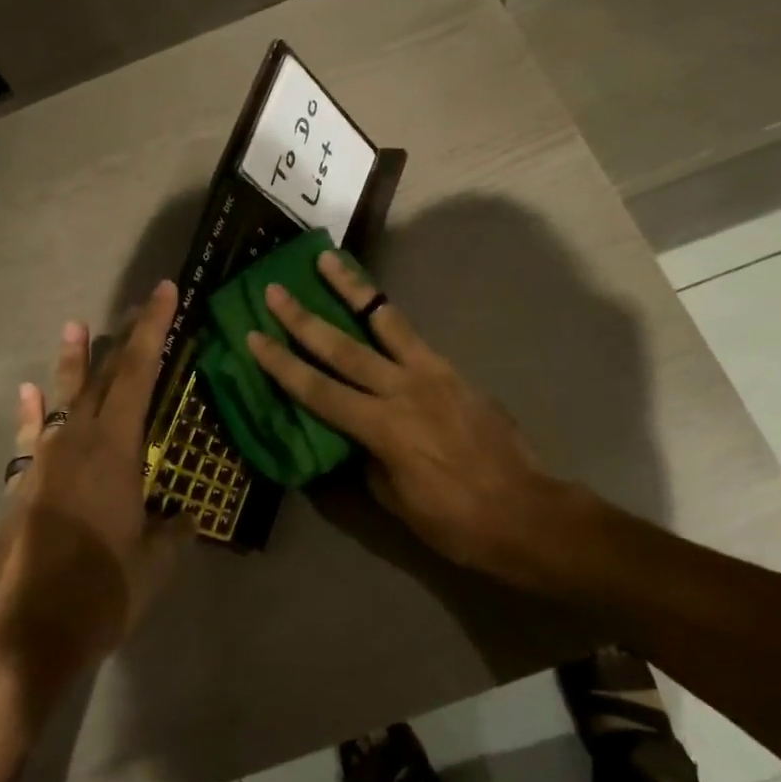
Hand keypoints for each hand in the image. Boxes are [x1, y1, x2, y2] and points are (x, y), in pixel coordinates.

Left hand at [0, 280, 192, 712]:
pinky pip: (30, 436)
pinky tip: (27, 393)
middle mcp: (78, 441)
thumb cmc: (99, 592)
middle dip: (126, 337)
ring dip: (74, 362)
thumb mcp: (153, 565)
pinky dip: (32, 413)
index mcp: (116, 448)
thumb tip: (187, 519)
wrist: (20, 634)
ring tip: (76, 326)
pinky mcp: (21, 486)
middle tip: (142, 303)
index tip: (165, 291)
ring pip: (65, 398)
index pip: (141, 372)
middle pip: (106, 375)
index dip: (155, 328)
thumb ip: (172, 534)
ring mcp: (44, 461)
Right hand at [246, 252, 582, 582]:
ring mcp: (431, 374)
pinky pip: (413, 335)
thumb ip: (368, 459)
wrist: (526, 512)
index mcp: (382, 428)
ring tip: (327, 260)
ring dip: (351, 289)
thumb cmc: (455, 520)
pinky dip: (388, 315)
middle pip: (341, 347)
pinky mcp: (453, 370)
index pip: (318, 390)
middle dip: (302, 318)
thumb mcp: (396, 500)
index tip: (254, 337)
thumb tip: (353, 436)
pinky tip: (376, 304)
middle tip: (275, 289)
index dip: (282, 364)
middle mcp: (402, 390)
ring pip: (383, 321)